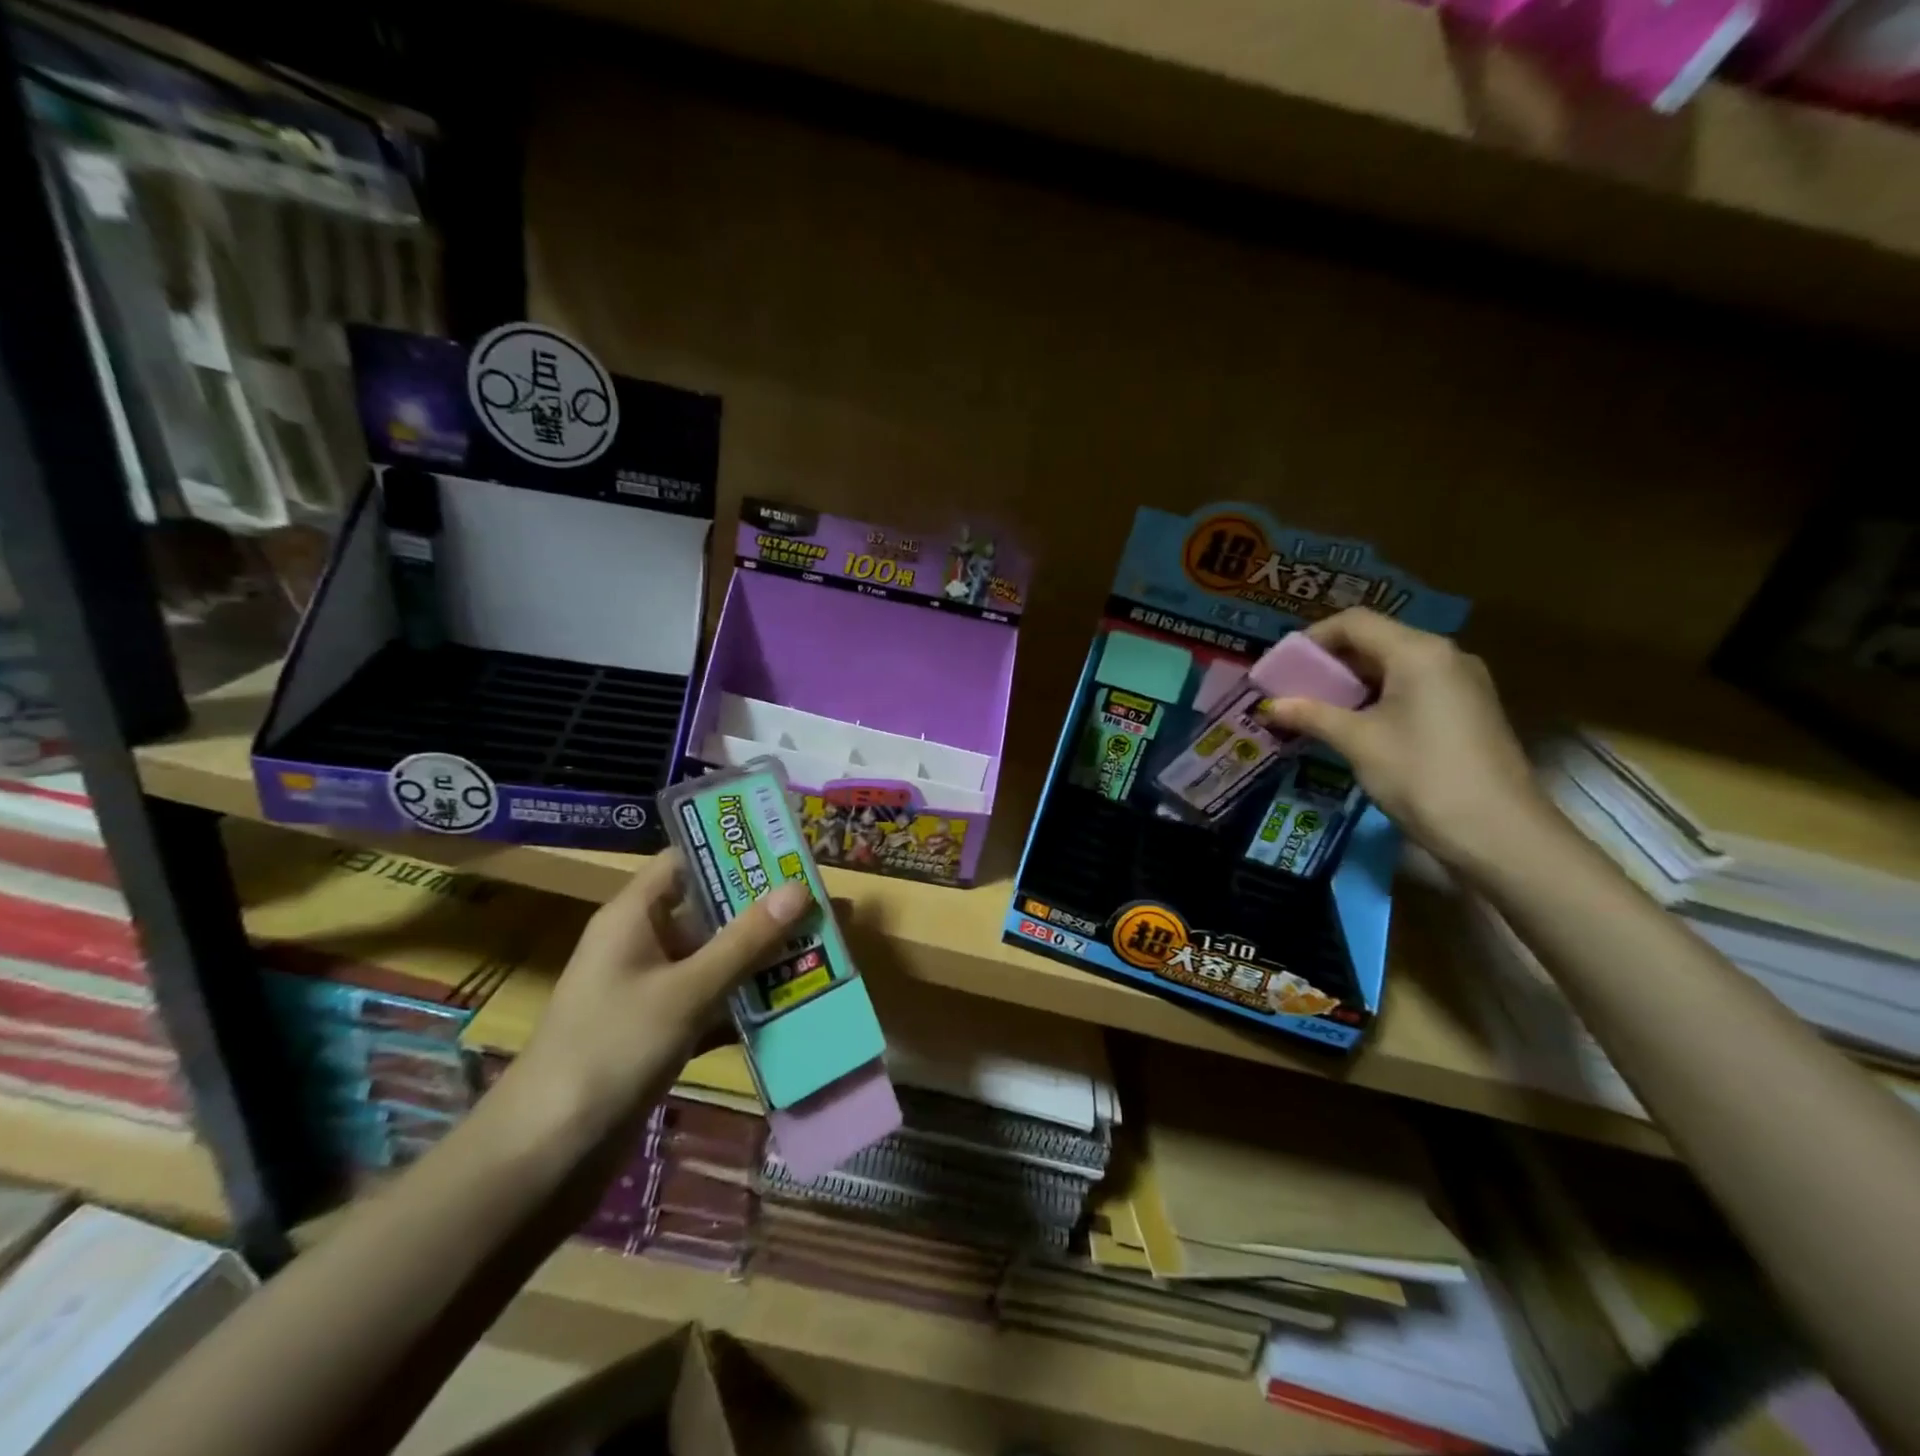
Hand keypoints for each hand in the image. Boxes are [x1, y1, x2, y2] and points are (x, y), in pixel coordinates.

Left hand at [508, 853, 810, 1142]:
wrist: (546, 1156)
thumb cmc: (611, 1050)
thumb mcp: (686, 990)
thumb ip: (745, 941)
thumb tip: (800, 888)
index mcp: (634, 916)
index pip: (685, 861)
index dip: (732, 851)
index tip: (785, 850)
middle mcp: (642, 944)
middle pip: (709, 911)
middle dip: (763, 910)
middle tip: (821, 903)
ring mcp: (651, 991)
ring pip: (715, 960)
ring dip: (761, 959)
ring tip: (820, 950)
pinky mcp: (660, 1032)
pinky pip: (712, 1003)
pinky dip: (745, 1005)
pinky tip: (793, 1008)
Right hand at [1260, 609, 1560, 878]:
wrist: (1499, 833)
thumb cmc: (1422, 776)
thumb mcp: (1358, 743)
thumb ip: (1312, 715)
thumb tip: (1270, 705)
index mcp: (1418, 652)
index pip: (1354, 623)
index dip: (1311, 639)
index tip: (1280, 667)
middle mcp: (1444, 656)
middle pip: (1375, 641)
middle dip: (1329, 663)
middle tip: (1290, 689)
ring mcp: (1461, 683)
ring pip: (1393, 666)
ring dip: (1351, 683)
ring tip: (1313, 708)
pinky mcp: (1467, 710)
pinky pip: (1412, 688)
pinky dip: (1376, 698)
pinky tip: (1353, 725)